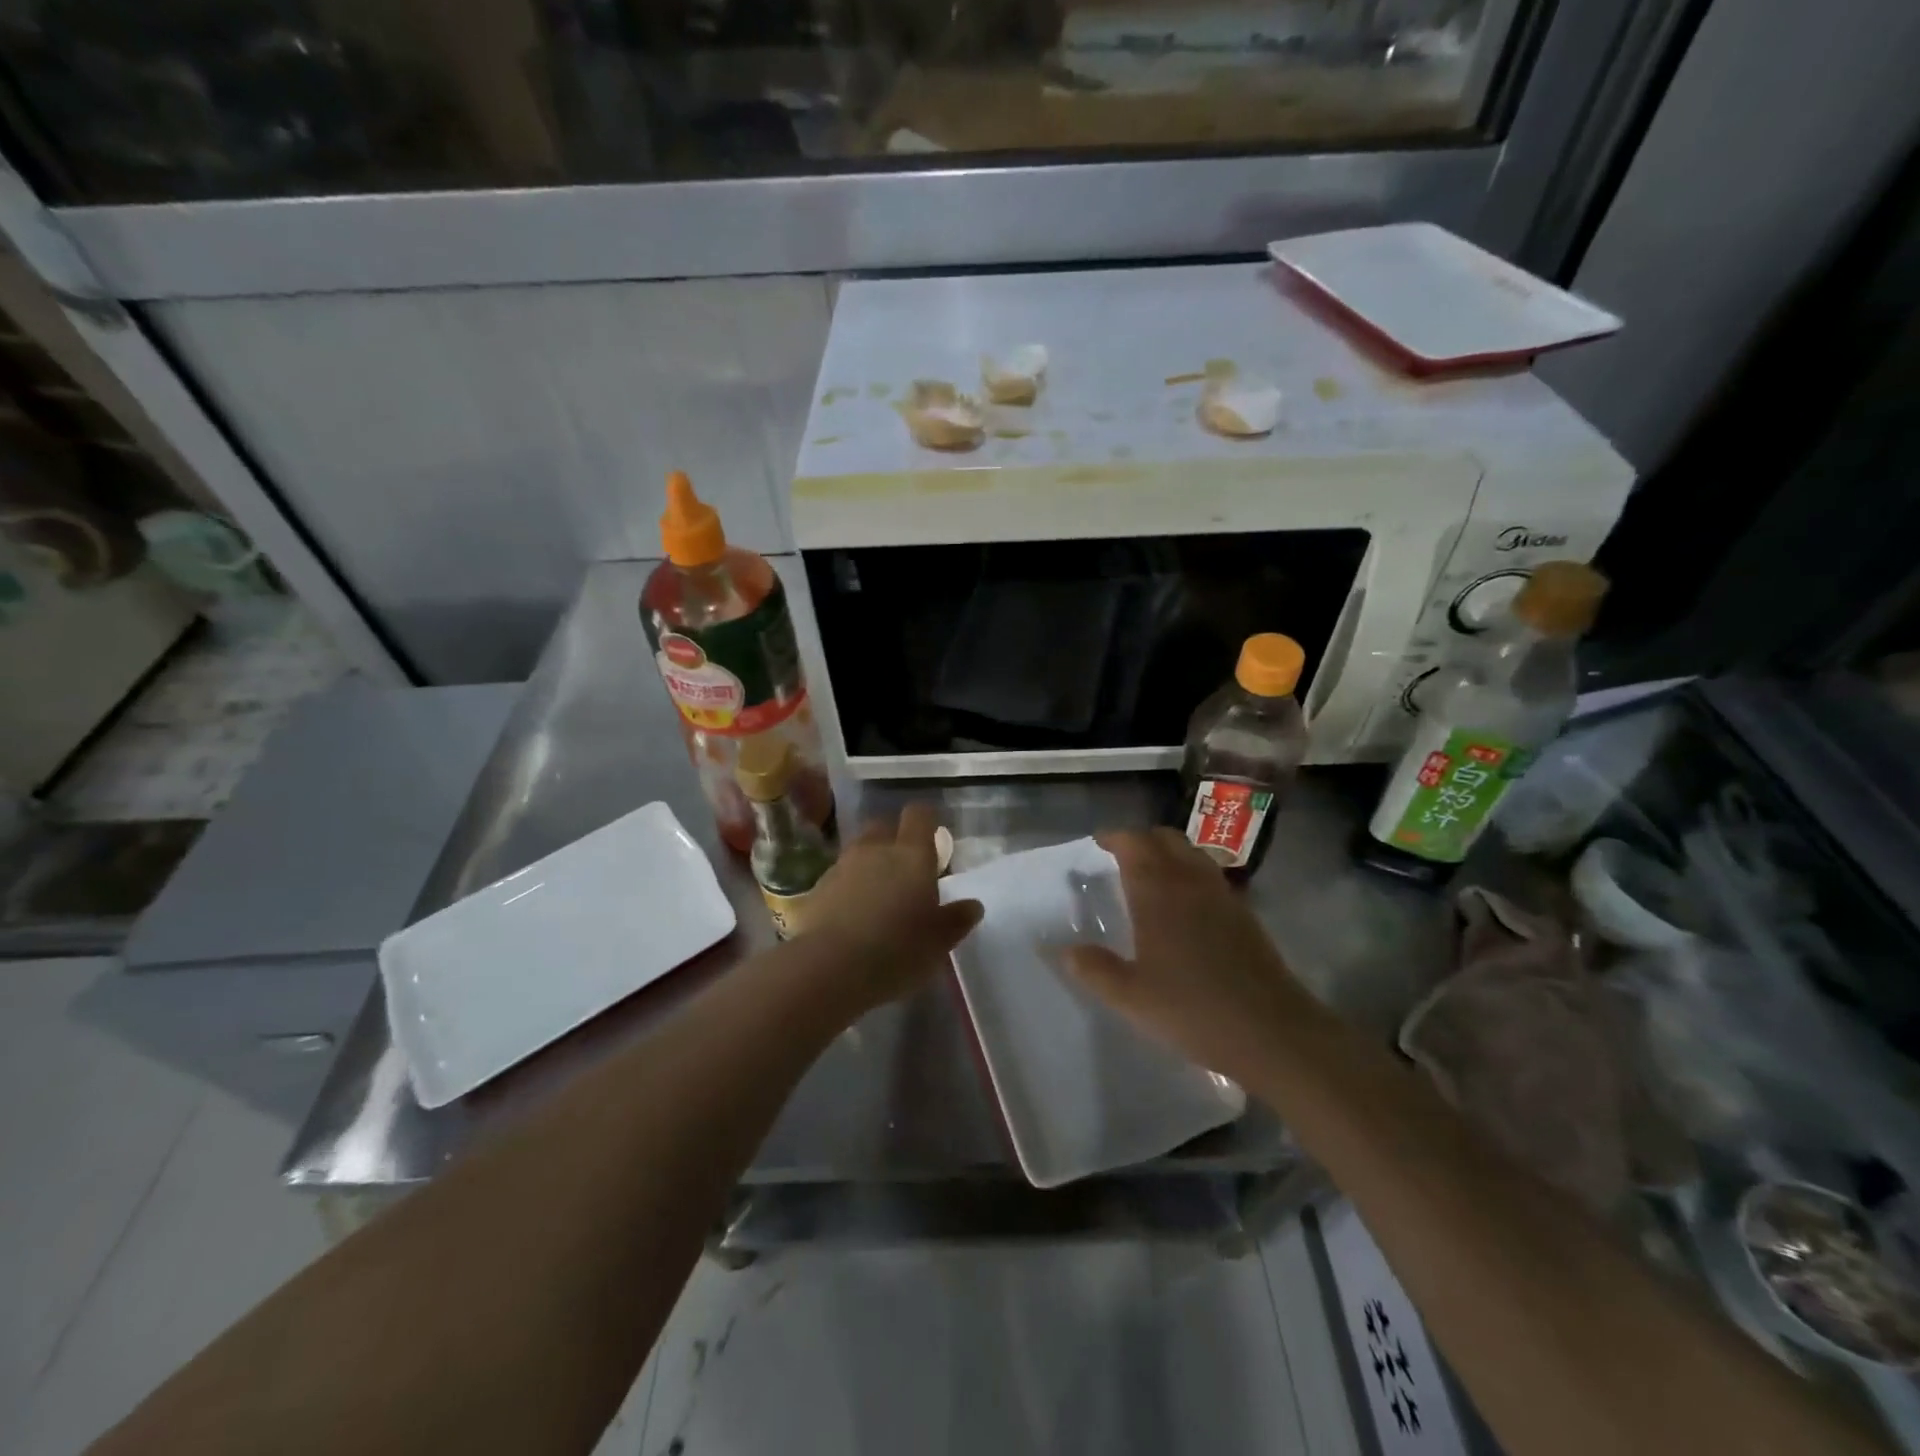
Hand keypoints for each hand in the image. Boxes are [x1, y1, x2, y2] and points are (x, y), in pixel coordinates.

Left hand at [799, 804, 981, 1017]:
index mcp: (912, 855)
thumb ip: (957, 919)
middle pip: (883, 826)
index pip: (919, 815)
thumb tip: (973, 905)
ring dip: (869, 864)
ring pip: (858, 851)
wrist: (830, 967)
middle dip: (893, 839)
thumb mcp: (939, 942)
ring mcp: (842, 866)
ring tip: (877, 896)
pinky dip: (847, 888)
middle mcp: (875, 850)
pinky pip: (838, 878)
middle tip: (905, 870)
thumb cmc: (897, 949)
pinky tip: (851, 916)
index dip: (926, 821)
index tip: (933, 839)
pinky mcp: (817, 889)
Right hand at [1065, 828, 1308, 1085]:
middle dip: (1142, 840)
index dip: (1114, 838)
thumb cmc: (1192, 1009)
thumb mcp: (1131, 997)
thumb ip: (1094, 969)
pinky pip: (1211, 877)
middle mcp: (1190, 882)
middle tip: (1122, 857)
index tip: (1098, 844)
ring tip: (1153, 876)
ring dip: (1169, 853)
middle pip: (1165, 839)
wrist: (1271, 1031)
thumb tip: (1064, 950)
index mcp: (1158, 892)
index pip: (1134, 844)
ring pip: (1192, 854)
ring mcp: (1222, 896)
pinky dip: (1192, 875)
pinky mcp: (1245, 915)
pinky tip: (1186, 906)